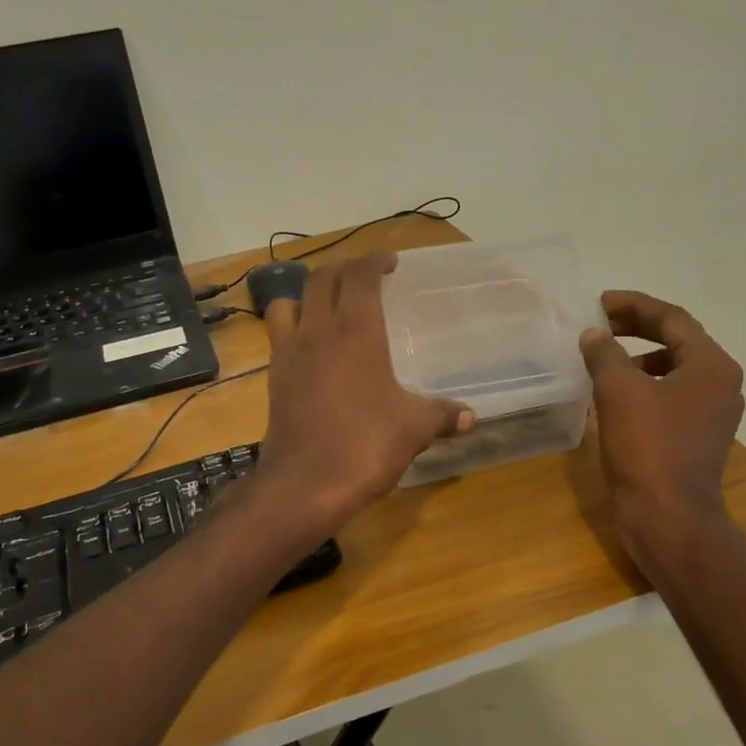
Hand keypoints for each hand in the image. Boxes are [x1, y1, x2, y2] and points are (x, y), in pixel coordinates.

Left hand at [257, 252, 473, 531]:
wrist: (304, 485)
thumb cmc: (364, 446)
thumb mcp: (413, 429)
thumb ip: (442, 415)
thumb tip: (471, 417)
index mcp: (355, 330)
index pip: (361, 275)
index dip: (375, 260)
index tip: (390, 262)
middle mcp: (317, 330)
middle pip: (322, 278)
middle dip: (344, 269)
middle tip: (365, 278)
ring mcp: (289, 353)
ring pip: (289, 301)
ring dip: (309, 295)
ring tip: (328, 307)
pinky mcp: (274, 378)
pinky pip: (278, 336)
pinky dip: (293, 328)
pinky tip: (312, 350)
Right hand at [579, 291, 744, 540]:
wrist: (668, 516)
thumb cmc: (647, 447)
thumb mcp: (619, 391)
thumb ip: (605, 353)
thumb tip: (594, 334)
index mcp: (712, 366)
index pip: (673, 318)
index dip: (634, 305)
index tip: (600, 302)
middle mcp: (720, 384)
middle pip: (678, 341)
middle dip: (637, 329)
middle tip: (601, 324)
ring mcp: (711, 413)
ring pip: (674, 369)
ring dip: (639, 358)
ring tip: (604, 359)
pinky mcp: (697, 437)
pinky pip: (670, 396)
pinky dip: (644, 386)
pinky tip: (614, 397)